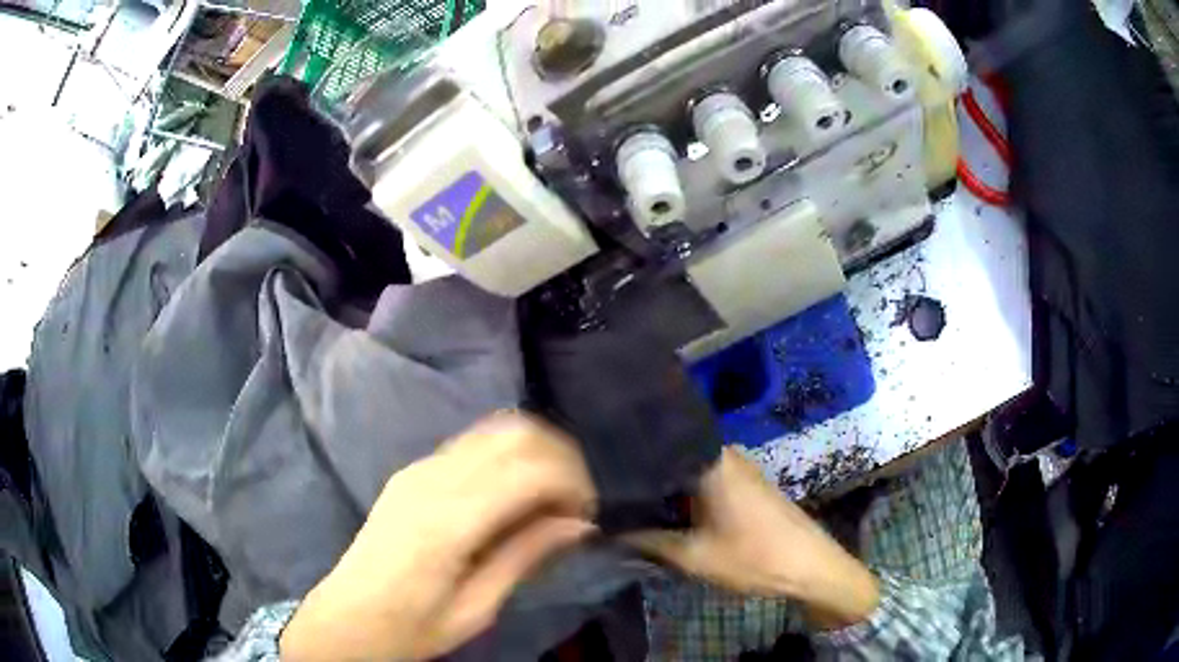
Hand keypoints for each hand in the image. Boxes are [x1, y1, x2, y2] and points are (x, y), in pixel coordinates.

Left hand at [280, 412, 597, 660]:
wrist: (347, 618)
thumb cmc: (413, 626)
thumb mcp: (477, 608)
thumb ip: (525, 556)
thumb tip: (580, 524)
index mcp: (448, 522)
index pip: (528, 470)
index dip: (572, 482)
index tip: (586, 516)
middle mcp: (432, 480)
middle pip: (515, 434)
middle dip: (560, 458)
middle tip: (573, 504)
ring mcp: (418, 469)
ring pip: (495, 430)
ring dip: (534, 452)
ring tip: (549, 497)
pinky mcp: (412, 471)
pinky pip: (472, 444)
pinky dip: (506, 455)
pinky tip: (512, 493)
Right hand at [625, 448, 879, 629]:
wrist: (812, 567)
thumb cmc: (754, 557)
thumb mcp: (693, 556)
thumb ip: (647, 540)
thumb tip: (608, 528)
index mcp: (710, 459)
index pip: (655, 446)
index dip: (623, 462)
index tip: (595, 478)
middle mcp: (723, 453)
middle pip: (669, 459)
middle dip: (641, 480)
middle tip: (606, 498)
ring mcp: (737, 466)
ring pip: (686, 472)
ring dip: (663, 491)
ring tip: (628, 506)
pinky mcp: (746, 482)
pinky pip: (703, 480)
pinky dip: (684, 496)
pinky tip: (667, 513)